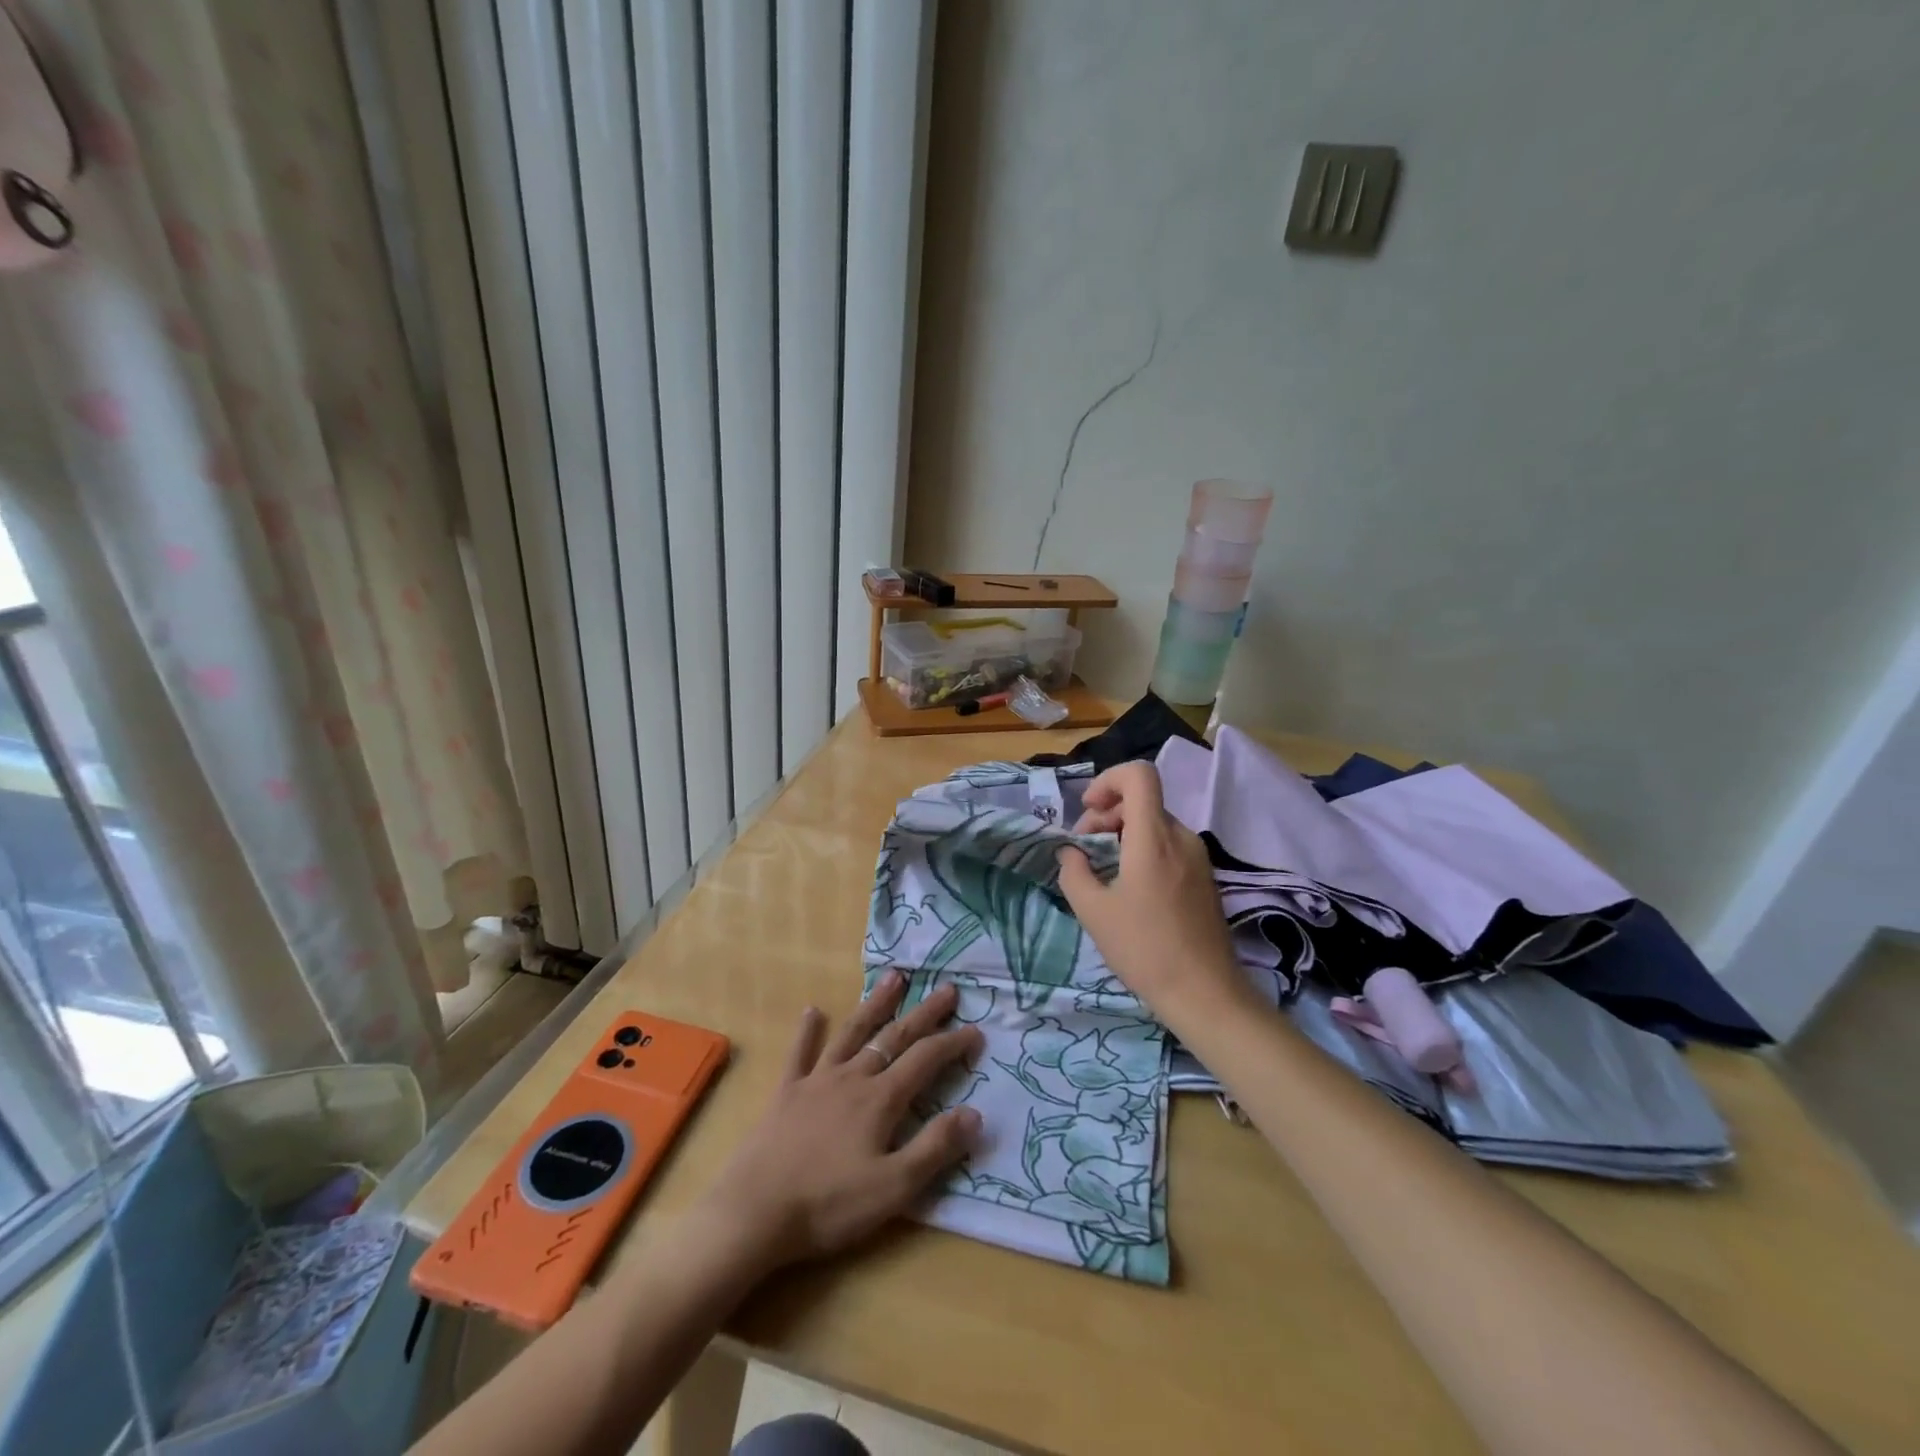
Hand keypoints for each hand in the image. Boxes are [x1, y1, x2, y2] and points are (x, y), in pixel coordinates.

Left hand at [693, 973, 983, 1274]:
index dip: (952, 1044)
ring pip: (853, 1033)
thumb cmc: (828, 1205)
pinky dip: (807, 1031)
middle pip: (894, 1037)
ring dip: (875, 1005)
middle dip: (924, 1013)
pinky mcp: (786, 1093)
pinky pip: (799, 1054)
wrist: (754, 1213)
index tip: (976, 1030)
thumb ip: (935, 1149)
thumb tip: (975, 1113)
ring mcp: (816, 1081)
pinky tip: (812, 1011)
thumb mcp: (893, 1187)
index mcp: (881, 1100)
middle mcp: (852, 1077)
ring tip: (894, 978)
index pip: (925, 1060)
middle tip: (947, 989)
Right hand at [1055, 762, 1245, 1023]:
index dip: (1108, 780)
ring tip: (1103, 871)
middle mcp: (1181, 837)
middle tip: (1085, 849)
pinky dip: (1143, 851)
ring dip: (1123, 834)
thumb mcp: (1093, 912)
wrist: (1205, 994)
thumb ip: (1074, 872)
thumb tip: (1071, 853)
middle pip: (1143, 801)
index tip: (1089, 811)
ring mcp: (1198, 857)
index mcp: (1154, 837)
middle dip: (1107, 814)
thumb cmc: (1144, 949)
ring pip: (1155, 824)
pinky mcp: (1205, 877)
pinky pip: (1169, 846)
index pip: (1139, 775)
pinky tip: (1129, 888)